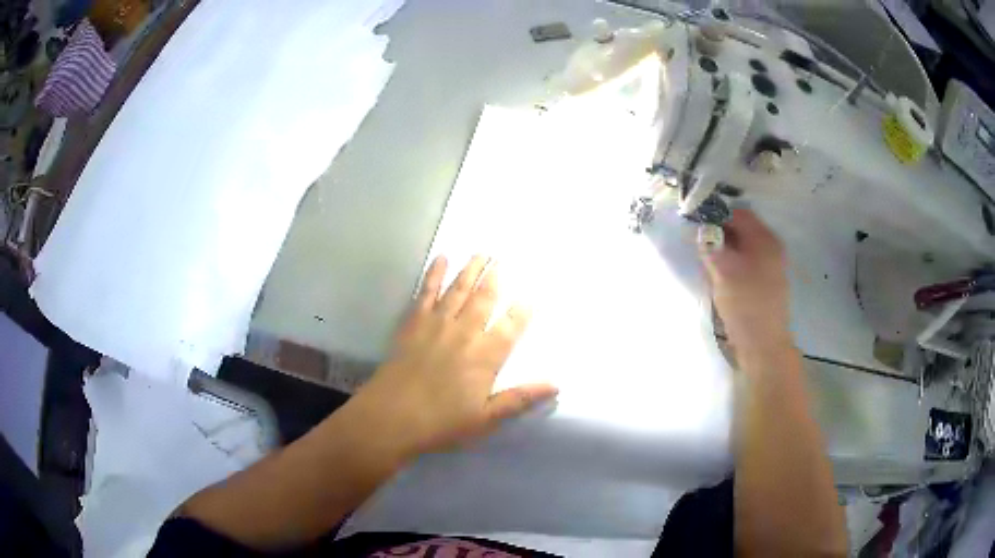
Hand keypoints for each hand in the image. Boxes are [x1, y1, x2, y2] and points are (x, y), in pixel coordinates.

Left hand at [352, 255, 557, 456]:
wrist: (391, 417)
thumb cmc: (441, 423)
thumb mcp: (486, 419)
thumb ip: (520, 399)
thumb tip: (555, 385)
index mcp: (485, 357)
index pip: (510, 327)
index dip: (522, 311)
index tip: (531, 296)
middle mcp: (464, 333)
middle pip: (483, 299)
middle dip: (495, 278)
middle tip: (502, 258)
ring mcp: (436, 324)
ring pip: (458, 289)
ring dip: (470, 269)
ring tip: (480, 252)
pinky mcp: (413, 323)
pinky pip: (426, 292)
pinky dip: (434, 274)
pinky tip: (440, 259)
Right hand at [700, 209, 790, 352]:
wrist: (763, 346)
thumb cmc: (745, 304)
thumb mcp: (722, 271)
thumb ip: (710, 245)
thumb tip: (701, 231)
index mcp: (765, 239)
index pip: (737, 213)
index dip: (715, 215)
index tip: (695, 224)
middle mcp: (771, 247)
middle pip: (740, 229)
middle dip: (718, 234)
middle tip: (699, 245)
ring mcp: (770, 266)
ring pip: (741, 248)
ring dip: (723, 251)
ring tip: (707, 264)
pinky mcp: (765, 283)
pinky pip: (745, 263)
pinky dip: (730, 264)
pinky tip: (719, 278)